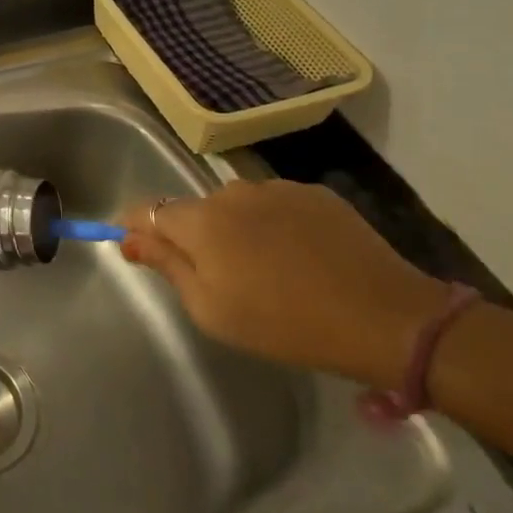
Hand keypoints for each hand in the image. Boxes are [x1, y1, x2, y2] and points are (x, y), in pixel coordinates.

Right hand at [120, 180, 454, 391]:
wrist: (384, 317)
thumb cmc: (284, 324)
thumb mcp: (210, 309)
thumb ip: (165, 265)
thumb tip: (128, 237)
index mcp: (200, 220)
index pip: (147, 211)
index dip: (138, 229)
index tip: (141, 252)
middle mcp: (231, 192)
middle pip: (194, 209)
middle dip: (193, 236)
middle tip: (219, 278)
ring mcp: (276, 188)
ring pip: (235, 206)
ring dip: (235, 229)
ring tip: (265, 269)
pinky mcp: (314, 193)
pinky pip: (274, 205)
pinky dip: (273, 225)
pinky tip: (298, 257)